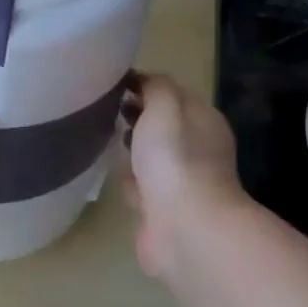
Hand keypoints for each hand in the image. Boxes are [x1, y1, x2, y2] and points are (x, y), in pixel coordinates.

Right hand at [123, 74, 245, 285]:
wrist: (184, 226)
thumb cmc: (175, 159)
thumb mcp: (165, 107)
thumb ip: (156, 87)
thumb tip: (141, 80)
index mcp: (204, 121)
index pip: (174, 94)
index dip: (146, 86)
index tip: (114, 83)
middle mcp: (198, 149)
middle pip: (164, 124)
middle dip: (138, 115)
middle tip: (106, 109)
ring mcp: (182, 181)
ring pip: (153, 155)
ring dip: (134, 148)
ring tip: (103, 137)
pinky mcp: (164, 208)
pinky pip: (143, 185)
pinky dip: (130, 179)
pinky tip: (112, 174)